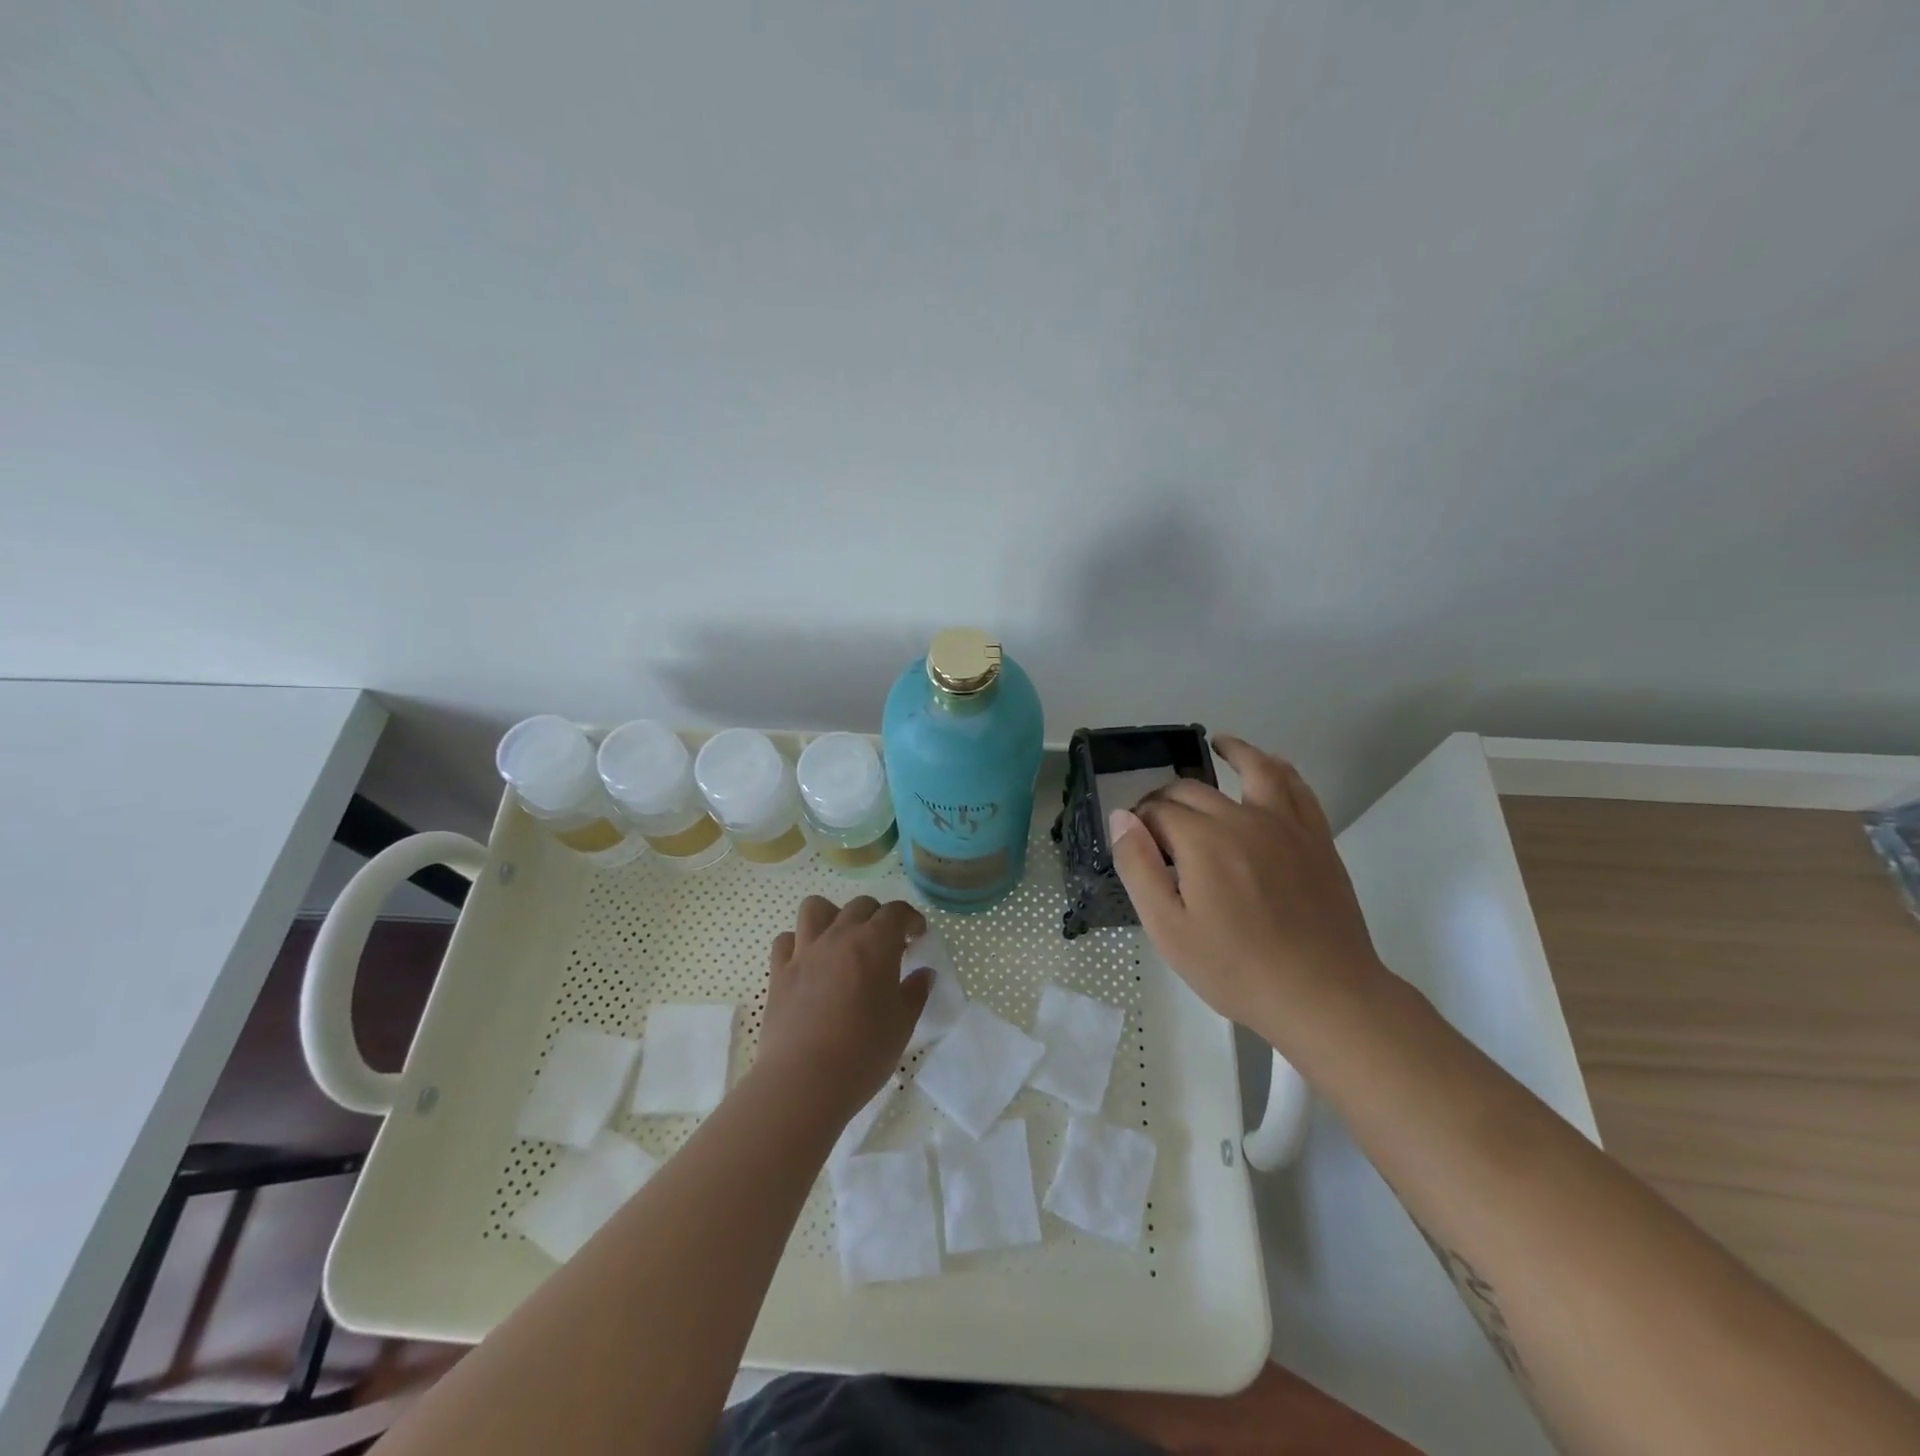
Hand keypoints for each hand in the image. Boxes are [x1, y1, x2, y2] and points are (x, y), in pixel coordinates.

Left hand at [755, 895, 930, 1118]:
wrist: (803, 1082)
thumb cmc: (863, 1052)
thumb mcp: (902, 1024)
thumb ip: (915, 992)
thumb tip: (924, 974)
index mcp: (875, 943)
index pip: (896, 912)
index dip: (910, 919)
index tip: (917, 935)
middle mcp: (839, 936)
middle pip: (860, 905)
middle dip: (877, 917)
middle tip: (885, 944)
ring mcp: (805, 951)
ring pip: (816, 908)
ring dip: (833, 916)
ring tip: (842, 941)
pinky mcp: (779, 972)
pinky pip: (786, 940)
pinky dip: (798, 943)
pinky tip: (808, 963)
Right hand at [1110, 735, 1385, 1048]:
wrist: (1323, 995)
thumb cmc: (1235, 968)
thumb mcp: (1168, 929)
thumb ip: (1138, 867)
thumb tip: (1121, 817)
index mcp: (1202, 840)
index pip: (1158, 812)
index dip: (1140, 823)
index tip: (1135, 844)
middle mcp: (1242, 818)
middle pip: (1194, 791)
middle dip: (1167, 798)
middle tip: (1156, 822)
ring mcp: (1285, 825)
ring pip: (1255, 770)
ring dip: (1234, 751)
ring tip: (1218, 743)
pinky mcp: (1316, 838)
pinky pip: (1299, 789)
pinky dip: (1280, 768)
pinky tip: (1272, 765)